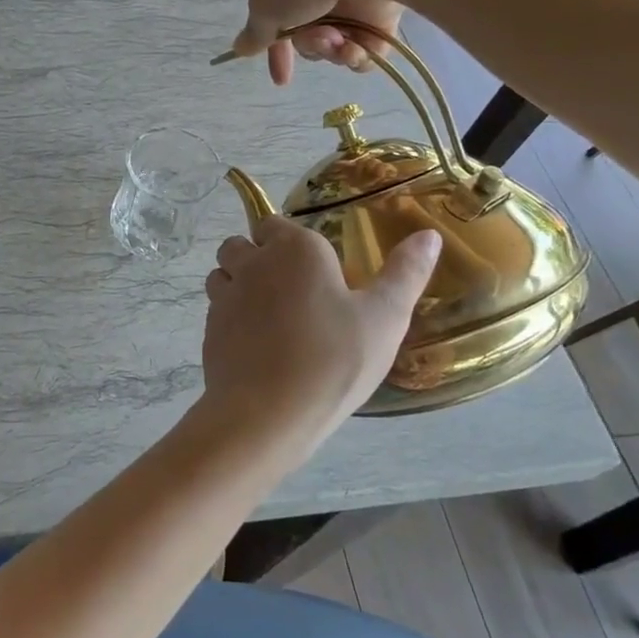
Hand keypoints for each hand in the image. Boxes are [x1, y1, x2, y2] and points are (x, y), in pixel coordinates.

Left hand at [201, 217, 441, 456]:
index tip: (313, 270)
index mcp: (295, 249)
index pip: (275, 223)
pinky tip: (257, 347)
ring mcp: (225, 295)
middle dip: (258, 257)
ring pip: (222, 273)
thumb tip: (429, 235)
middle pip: (242, 244)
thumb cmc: (334, 360)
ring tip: (271, 318)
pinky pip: (217, 310)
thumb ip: (405, 273)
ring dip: (238, 284)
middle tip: (292, 294)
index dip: (289, 242)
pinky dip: (231, 318)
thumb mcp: (385, 318)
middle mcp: (253, 262)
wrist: (268, 413)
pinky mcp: (209, 329)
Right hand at [228, 0, 411, 85]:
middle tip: (317, 37)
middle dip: (309, 44)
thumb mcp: (264, 7)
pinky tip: (357, 47)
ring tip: (338, 38)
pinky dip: (360, 51)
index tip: (282, 78)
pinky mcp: (385, 1)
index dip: (275, 50)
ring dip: (331, 47)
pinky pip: (369, 42)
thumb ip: (254, 33)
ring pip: (338, 38)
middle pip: (308, 29)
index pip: (274, 14)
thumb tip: (239, 48)